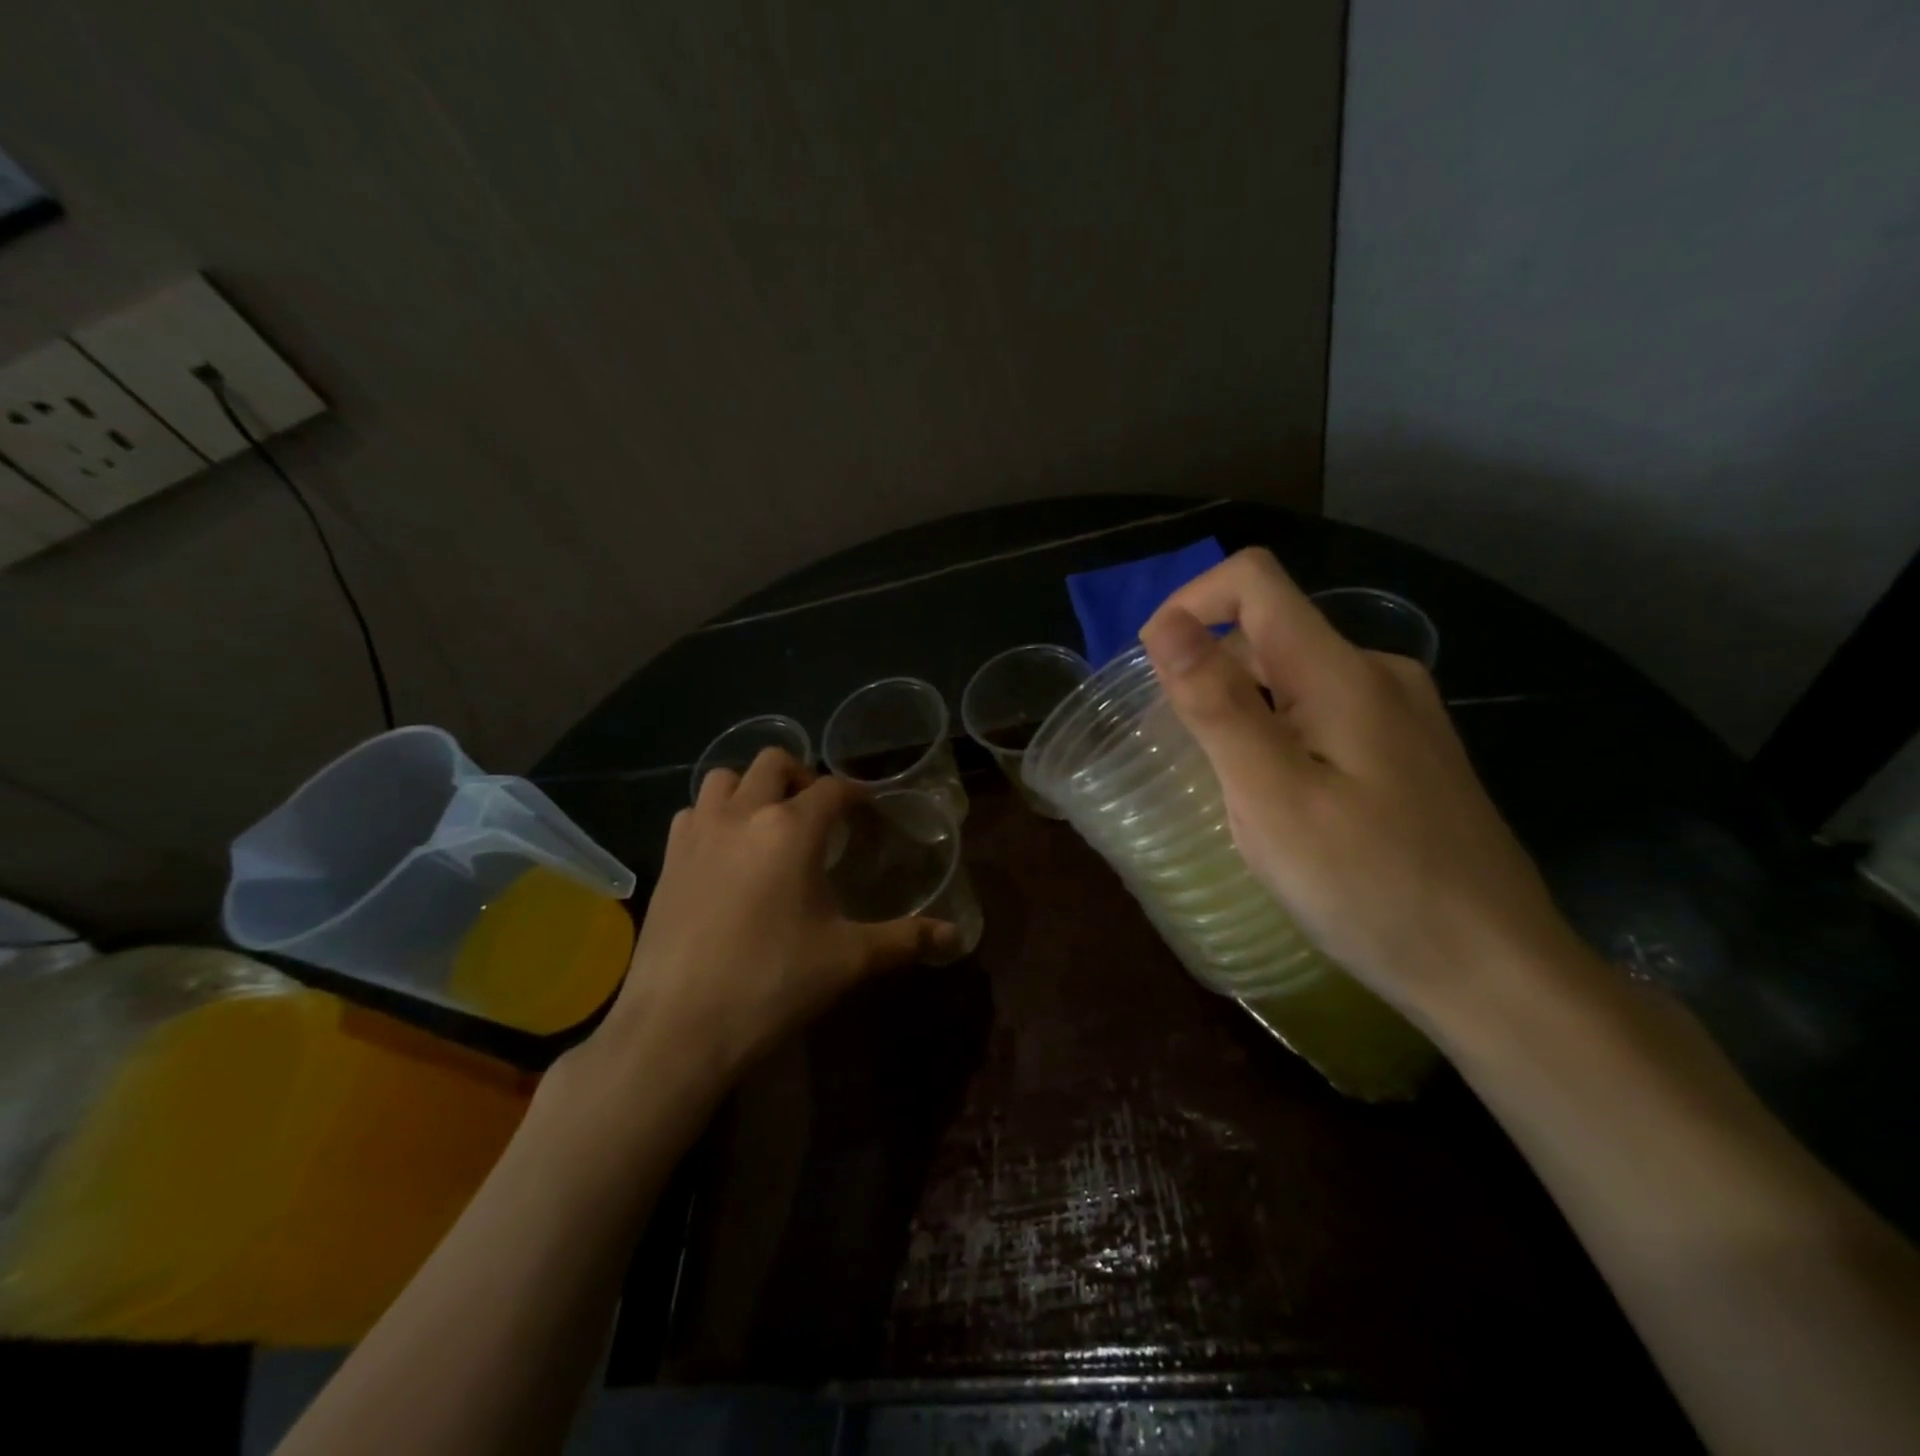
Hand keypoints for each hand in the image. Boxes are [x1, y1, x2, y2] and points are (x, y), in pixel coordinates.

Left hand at [593, 750, 955, 1087]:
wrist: (678, 1027)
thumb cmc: (772, 984)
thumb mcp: (848, 960)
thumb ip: (904, 939)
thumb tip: (954, 937)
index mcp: (792, 829)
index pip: (833, 789)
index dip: (855, 794)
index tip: (867, 809)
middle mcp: (743, 815)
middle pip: (774, 762)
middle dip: (802, 775)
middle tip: (818, 811)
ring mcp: (699, 834)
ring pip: (723, 779)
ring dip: (751, 787)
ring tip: (768, 822)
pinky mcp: (668, 860)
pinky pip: (692, 813)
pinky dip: (714, 816)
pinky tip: (726, 853)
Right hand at [1139, 549, 1577, 1021]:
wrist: (1495, 973)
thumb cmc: (1369, 886)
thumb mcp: (1272, 797)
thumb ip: (1217, 704)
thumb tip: (1167, 624)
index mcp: (1342, 673)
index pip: (1253, 581)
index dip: (1189, 604)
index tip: (1154, 673)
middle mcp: (1378, 674)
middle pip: (1270, 630)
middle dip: (1209, 672)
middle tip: (1183, 754)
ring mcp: (1402, 714)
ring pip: (1294, 676)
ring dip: (1242, 709)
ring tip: (1226, 786)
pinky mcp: (1410, 753)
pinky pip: (1323, 714)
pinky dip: (1278, 734)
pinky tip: (1281, 801)